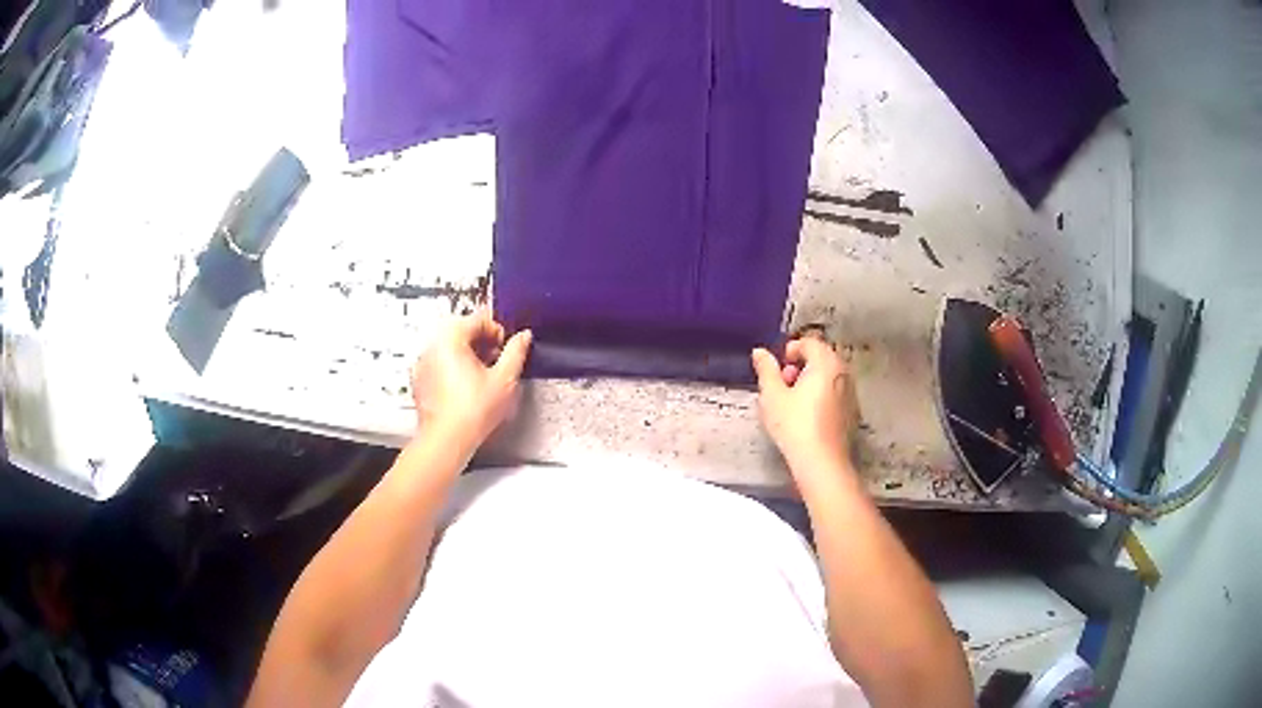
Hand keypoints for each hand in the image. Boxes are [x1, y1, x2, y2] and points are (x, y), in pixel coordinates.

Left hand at [410, 310, 531, 449]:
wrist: (446, 440)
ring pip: (450, 349)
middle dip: (483, 344)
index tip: (506, 348)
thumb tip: (523, 337)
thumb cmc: (472, 412)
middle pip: (463, 332)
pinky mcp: (420, 380)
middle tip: (497, 363)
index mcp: (451, 338)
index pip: (479, 319)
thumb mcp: (505, 379)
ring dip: (469, 357)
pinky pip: (440, 365)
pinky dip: (454, 370)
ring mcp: (423, 363)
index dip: (498, 332)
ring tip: (484, 378)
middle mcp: (433, 345)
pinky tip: (467, 390)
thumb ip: (516, 352)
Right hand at [751, 336, 858, 481]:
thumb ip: (766, 370)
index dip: (791, 349)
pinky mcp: (852, 411)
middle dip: (801, 365)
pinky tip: (808, 415)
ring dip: (811, 380)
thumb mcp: (772, 396)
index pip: (810, 342)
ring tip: (794, 401)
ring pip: (829, 375)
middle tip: (783, 383)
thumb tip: (760, 352)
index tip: (778, 367)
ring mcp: (851, 392)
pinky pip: (835, 392)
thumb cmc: (795, 425)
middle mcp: (842, 373)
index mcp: (825, 363)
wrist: (821, 461)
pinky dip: (822, 394)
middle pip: (822, 357)